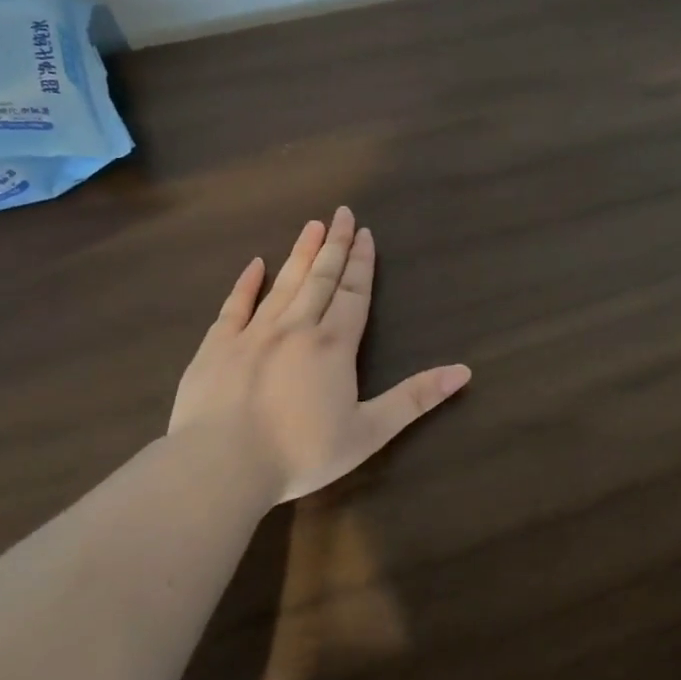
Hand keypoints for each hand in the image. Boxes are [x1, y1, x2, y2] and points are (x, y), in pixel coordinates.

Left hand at [169, 207, 470, 502]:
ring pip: (283, 284)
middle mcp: (296, 328)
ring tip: (312, 226)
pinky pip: (234, 305)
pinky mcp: (217, 346)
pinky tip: (256, 264)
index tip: (365, 233)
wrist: (221, 466)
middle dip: (334, 245)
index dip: (362, 263)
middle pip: (321, 278)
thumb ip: (415, 398)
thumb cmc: (301, 452)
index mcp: (334, 346)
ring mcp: (252, 333)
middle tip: (342, 213)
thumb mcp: (370, 431)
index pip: (354, 294)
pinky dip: (246, 283)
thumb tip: (464, 371)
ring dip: (300, 254)